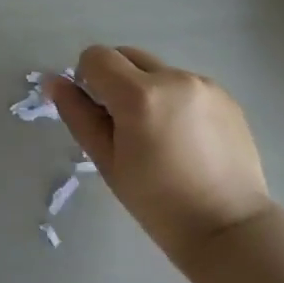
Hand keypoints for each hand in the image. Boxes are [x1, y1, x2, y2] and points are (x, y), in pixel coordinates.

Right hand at [47, 46, 274, 266]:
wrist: (228, 227)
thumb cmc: (157, 203)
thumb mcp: (107, 162)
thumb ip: (78, 115)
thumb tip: (55, 82)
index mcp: (139, 95)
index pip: (96, 57)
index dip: (87, 80)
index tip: (98, 113)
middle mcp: (173, 77)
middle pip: (127, 56)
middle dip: (116, 81)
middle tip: (124, 126)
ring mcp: (203, 84)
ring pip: (157, 70)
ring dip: (147, 90)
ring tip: (160, 137)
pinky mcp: (225, 95)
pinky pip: (185, 84)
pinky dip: (175, 100)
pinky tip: (186, 139)